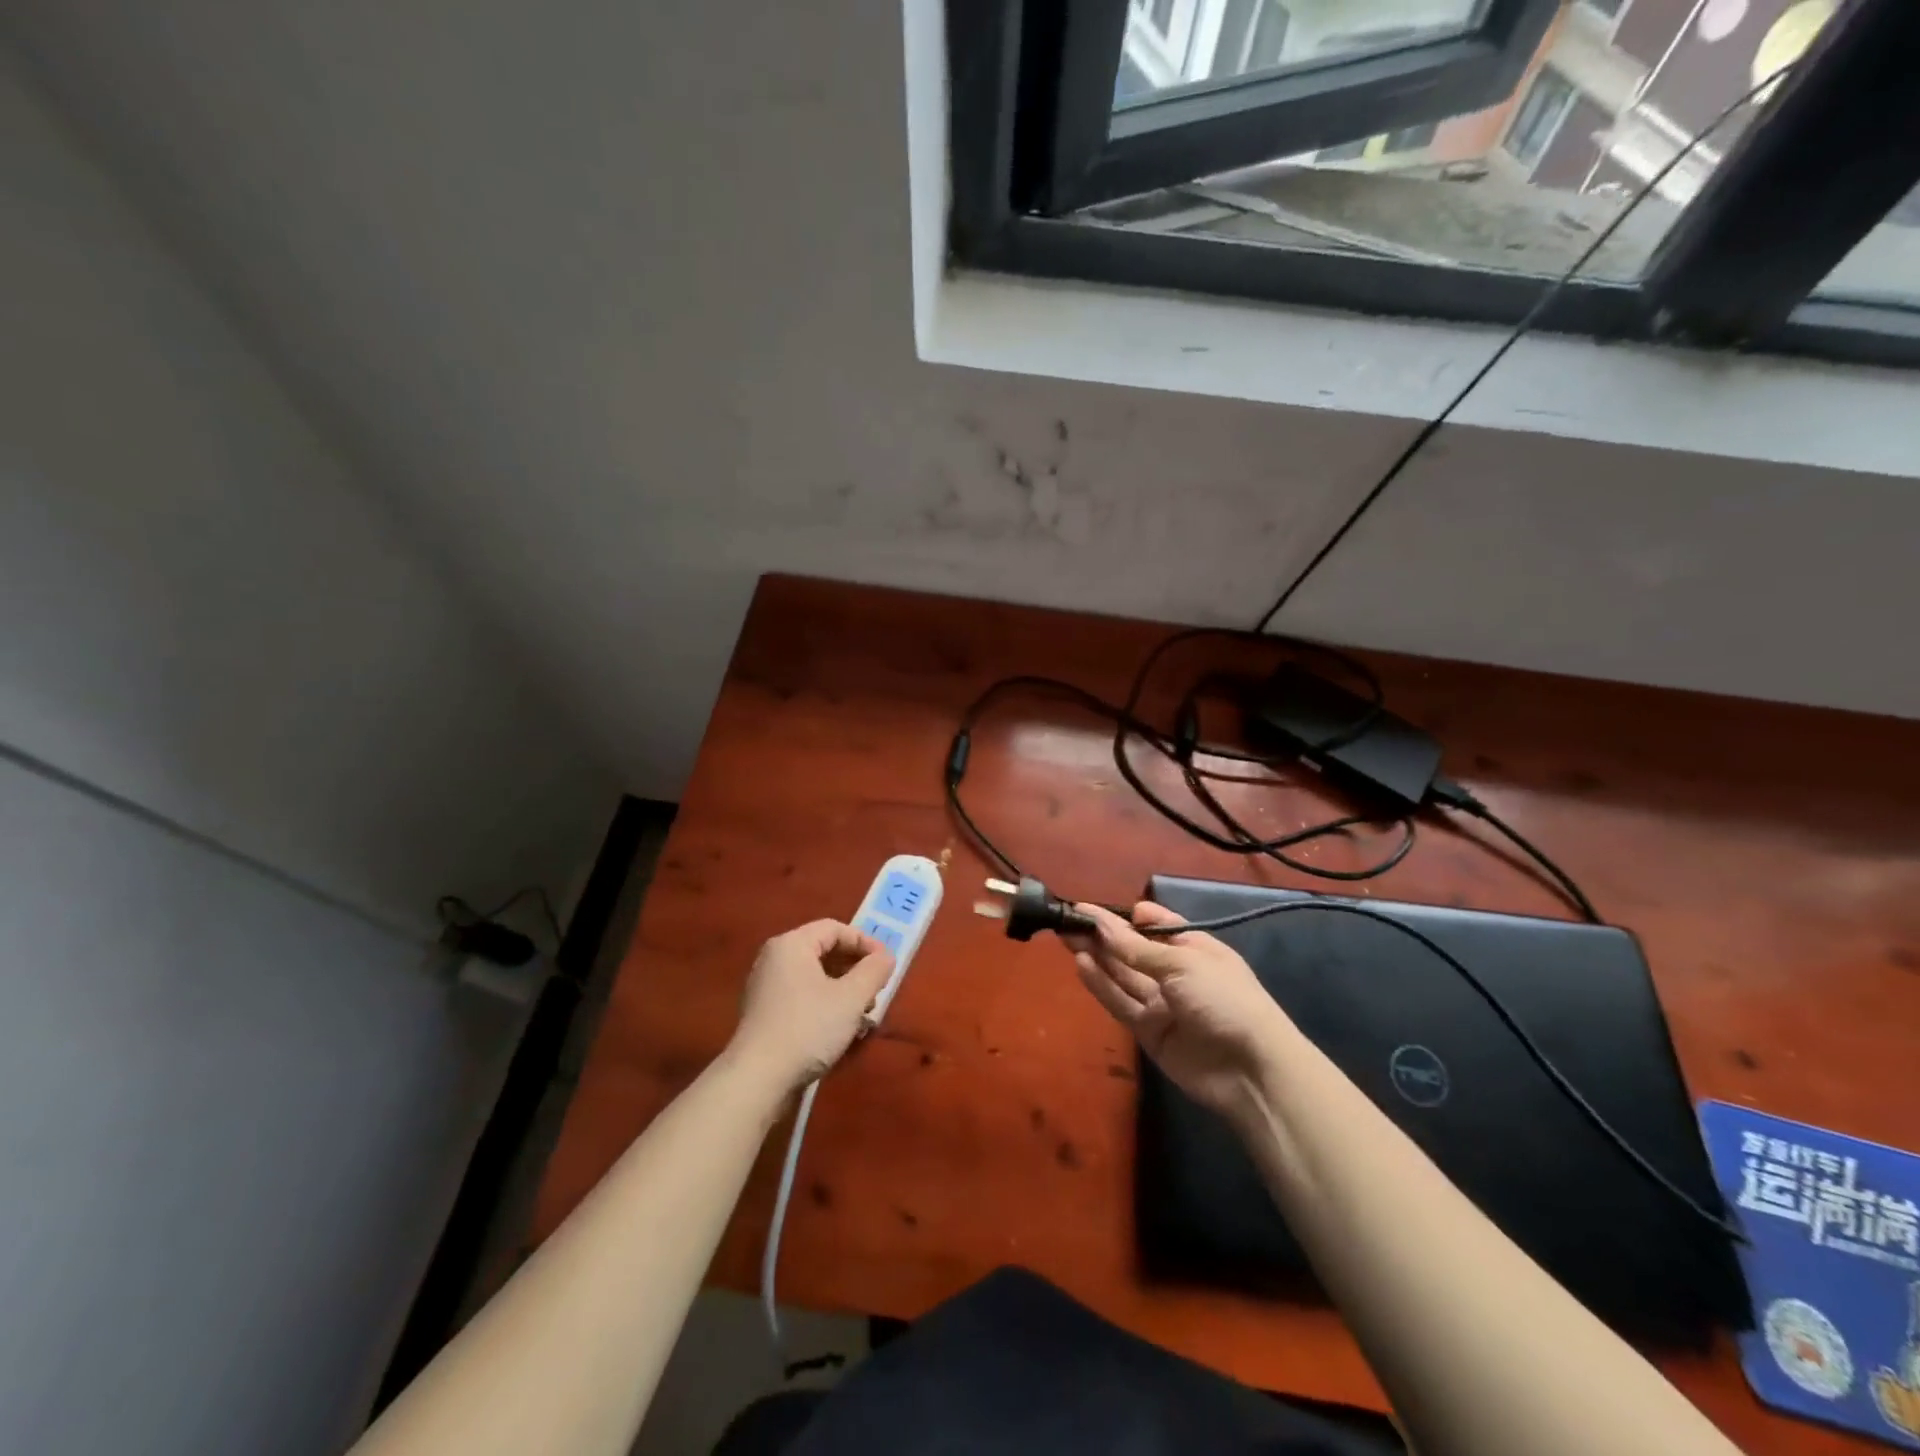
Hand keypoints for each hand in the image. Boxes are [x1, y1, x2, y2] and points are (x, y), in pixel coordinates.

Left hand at [727, 920, 894, 1093]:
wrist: (757, 1079)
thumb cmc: (808, 1028)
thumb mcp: (851, 998)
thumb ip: (874, 971)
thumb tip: (886, 956)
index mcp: (791, 945)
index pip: (835, 928)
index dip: (865, 942)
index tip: (886, 964)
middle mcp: (774, 959)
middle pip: (824, 951)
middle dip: (855, 970)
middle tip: (877, 991)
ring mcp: (766, 987)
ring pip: (815, 977)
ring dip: (844, 991)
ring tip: (863, 1016)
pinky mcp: (765, 1014)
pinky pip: (802, 997)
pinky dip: (825, 1005)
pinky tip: (841, 1030)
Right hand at [1064, 903, 1292, 1122]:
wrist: (1251, 1070)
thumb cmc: (1224, 999)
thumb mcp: (1182, 963)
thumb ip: (1136, 948)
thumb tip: (1103, 924)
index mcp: (1194, 948)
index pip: (1155, 925)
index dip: (1127, 917)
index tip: (1095, 909)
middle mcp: (1175, 973)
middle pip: (1133, 950)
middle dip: (1103, 934)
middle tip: (1068, 919)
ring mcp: (1161, 1003)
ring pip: (1122, 975)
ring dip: (1097, 955)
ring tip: (1066, 935)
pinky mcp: (1149, 1031)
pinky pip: (1121, 1003)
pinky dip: (1101, 984)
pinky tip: (1080, 964)